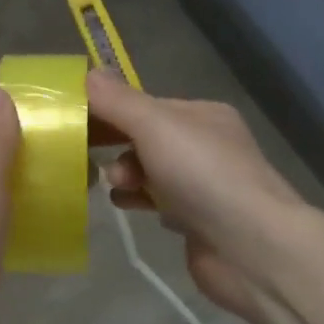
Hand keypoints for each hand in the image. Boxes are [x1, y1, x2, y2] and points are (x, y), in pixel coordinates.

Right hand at [85, 69, 306, 322]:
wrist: (251, 248)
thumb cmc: (203, 176)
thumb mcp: (156, 127)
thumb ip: (118, 102)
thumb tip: (87, 74)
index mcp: (202, 115)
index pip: (144, 104)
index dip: (108, 109)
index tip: (72, 120)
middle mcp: (205, 145)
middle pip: (144, 137)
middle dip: (114, 143)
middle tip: (85, 154)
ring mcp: (202, 185)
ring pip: (148, 170)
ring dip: (124, 174)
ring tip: (117, 185)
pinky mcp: (196, 220)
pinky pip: (156, 201)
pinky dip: (138, 199)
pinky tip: (126, 205)